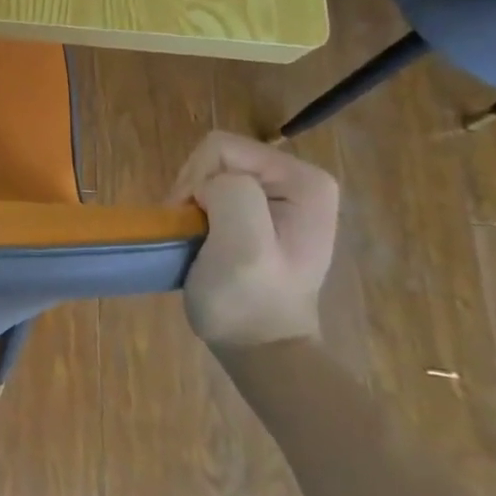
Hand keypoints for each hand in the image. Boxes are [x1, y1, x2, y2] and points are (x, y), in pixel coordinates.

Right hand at [168, 131, 337, 350]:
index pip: (221, 148)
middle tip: (193, 234)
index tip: (196, 224)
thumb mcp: (243, 247)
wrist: (259, 347)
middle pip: (216, 157)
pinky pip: (213, 191)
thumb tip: (208, 188)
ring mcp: (280, 196)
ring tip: (197, 240)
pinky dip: (197, 212)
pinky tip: (202, 239)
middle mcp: (297, 180)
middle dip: (193, 191)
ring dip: (191, 203)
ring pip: (209, 173)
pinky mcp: (260, 212)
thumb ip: (232, 195)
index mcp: (304, 180)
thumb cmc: (248, 300)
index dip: (196, 182)